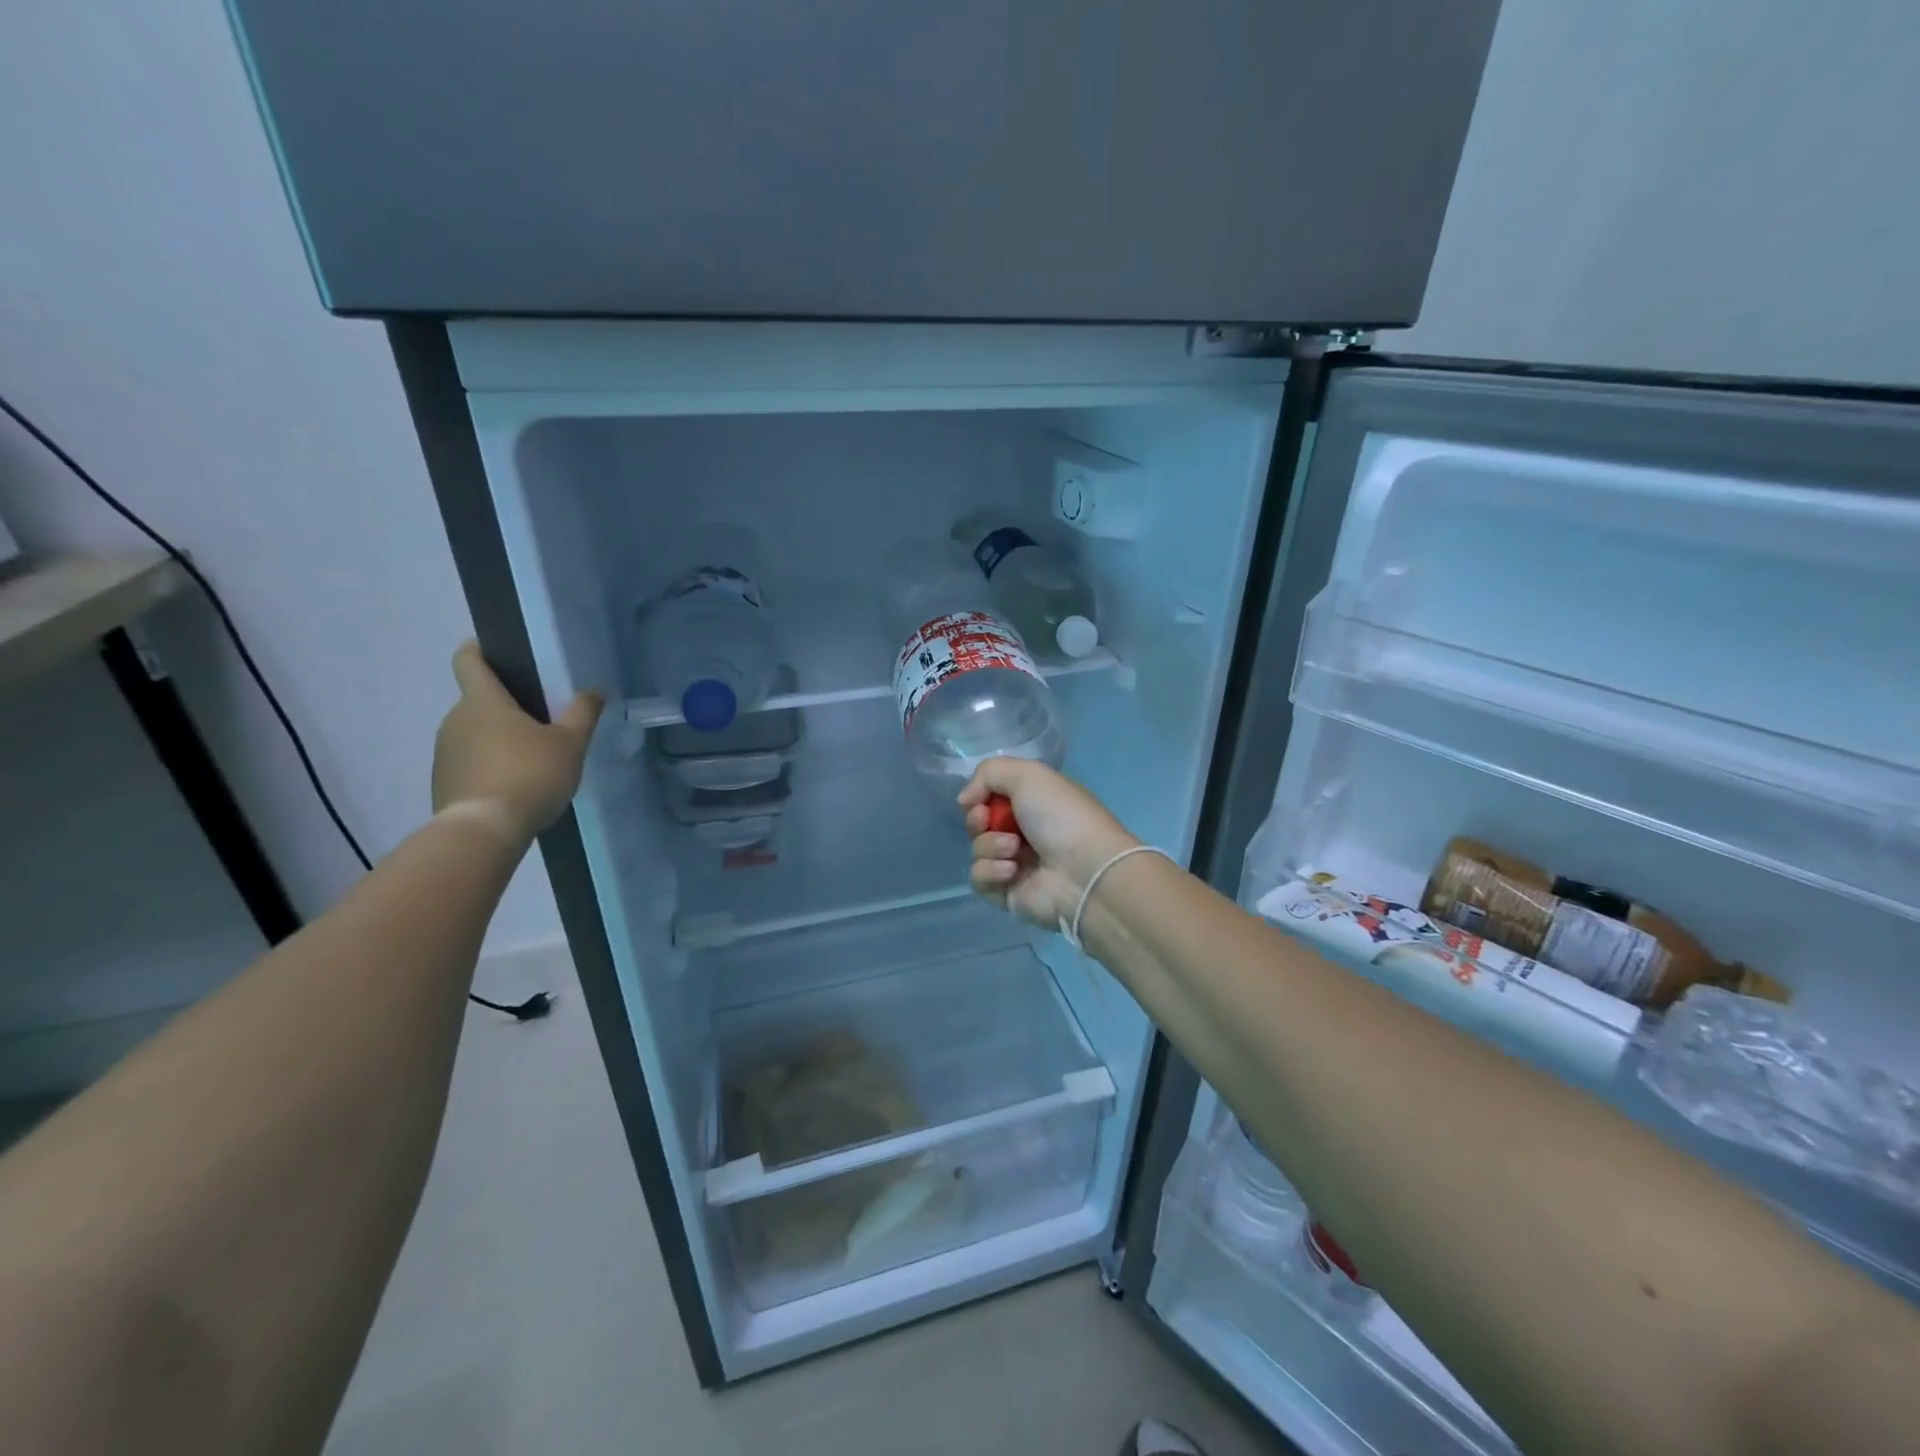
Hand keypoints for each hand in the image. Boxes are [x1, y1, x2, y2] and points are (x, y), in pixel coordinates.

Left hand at [431, 642, 602, 845]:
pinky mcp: (443, 782)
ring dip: (498, 739)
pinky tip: (516, 786)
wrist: (484, 830)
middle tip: (542, 721)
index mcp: (483, 701)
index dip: (479, 649)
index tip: (496, 650)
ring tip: (533, 760)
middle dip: (506, 706)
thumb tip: (593, 690)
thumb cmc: (530, 774)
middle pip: (478, 701)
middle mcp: (455, 719)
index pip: (469, 660)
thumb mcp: (570, 744)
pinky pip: (469, 762)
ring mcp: (444, 752)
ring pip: (474, 733)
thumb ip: (582, 713)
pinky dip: (489, 766)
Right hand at [958, 759, 1137, 930]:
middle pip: (979, 823)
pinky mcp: (1007, 894)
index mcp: (1035, 803)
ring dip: (990, 846)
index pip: (992, 796)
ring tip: (1015, 850)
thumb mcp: (1028, 775)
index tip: (980, 799)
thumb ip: (989, 773)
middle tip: (987, 821)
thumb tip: (965, 799)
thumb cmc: (1061, 817)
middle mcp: (1025, 832)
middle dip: (978, 820)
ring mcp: (1016, 864)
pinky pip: (980, 879)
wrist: (1083, 872)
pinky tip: (1012, 872)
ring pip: (977, 850)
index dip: (980, 796)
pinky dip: (991, 872)